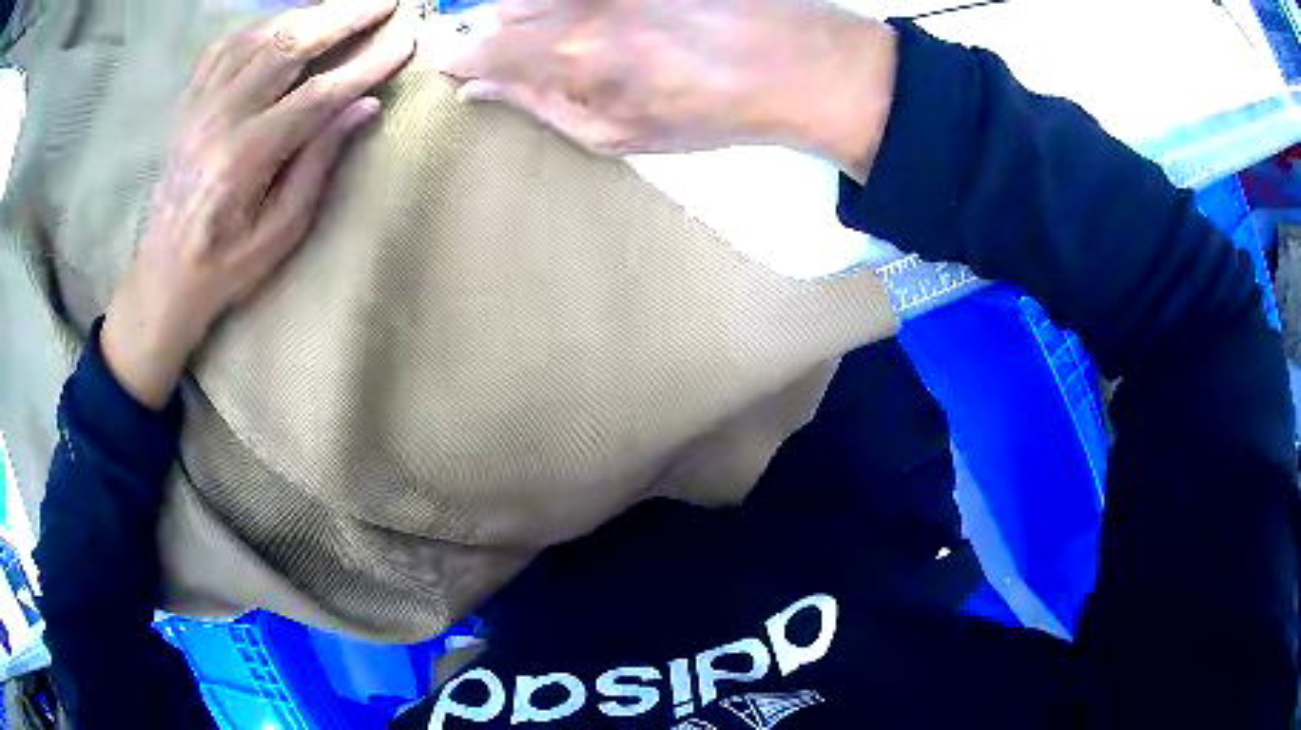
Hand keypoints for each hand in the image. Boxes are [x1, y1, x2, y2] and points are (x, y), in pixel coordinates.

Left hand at [102, 0, 415, 409]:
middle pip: (289, 46)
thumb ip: (318, 164)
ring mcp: (199, 106)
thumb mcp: (280, 232)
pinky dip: (260, 26)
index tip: (406, 42)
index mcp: (244, 157)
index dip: (366, 65)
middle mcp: (219, 118)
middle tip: (385, 3)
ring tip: (343, 7)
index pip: (318, 94)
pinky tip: (284, 23)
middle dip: (343, 17)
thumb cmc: (225, 266)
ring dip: (307, 13)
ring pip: (259, 35)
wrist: (163, 276)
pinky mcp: (189, 104)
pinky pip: (225, 47)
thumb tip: (364, 106)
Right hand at [434, 0, 895, 175]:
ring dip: (539, 9)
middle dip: (503, 31)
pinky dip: (577, 6)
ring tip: (584, 37)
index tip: (452, 65)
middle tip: (535, 56)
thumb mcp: (615, 133)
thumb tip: (478, 89)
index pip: (478, 47)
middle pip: (503, 7)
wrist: (790, 63)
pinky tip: (611, 24)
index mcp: (566, 53)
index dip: (458, 57)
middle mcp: (578, 4)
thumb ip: (538, 105)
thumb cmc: (705, 111)